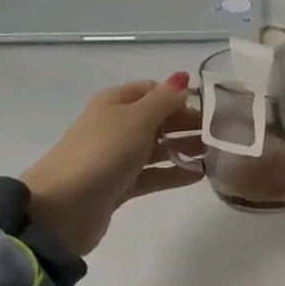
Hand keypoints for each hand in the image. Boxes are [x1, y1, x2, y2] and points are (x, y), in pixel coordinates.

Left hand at [20, 74, 200, 256]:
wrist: (62, 208)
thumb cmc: (102, 153)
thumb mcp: (137, 119)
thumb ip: (165, 99)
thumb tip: (183, 77)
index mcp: (115, 103)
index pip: (154, 90)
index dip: (180, 96)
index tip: (211, 109)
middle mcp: (116, 126)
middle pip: (158, 119)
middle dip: (187, 124)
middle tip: (222, 135)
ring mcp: (117, 157)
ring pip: (157, 148)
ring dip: (184, 149)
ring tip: (217, 155)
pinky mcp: (120, 186)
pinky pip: (153, 175)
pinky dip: (174, 173)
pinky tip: (199, 175)